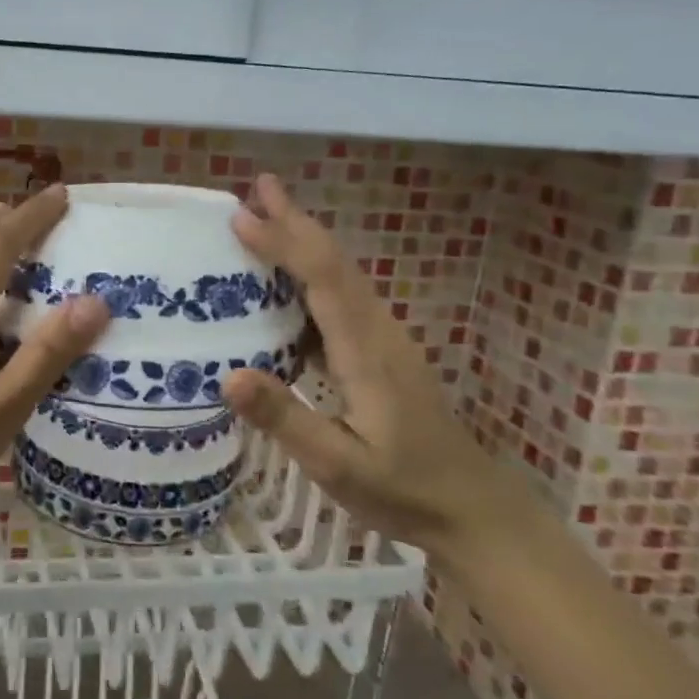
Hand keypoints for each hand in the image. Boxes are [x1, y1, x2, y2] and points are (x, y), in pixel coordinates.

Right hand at [222, 174, 524, 565]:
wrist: (471, 511)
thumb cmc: (403, 490)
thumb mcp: (338, 465)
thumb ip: (285, 419)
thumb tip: (227, 375)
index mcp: (366, 352)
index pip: (323, 279)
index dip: (284, 243)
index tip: (242, 216)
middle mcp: (377, 332)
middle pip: (335, 263)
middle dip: (295, 221)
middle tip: (256, 186)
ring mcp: (382, 340)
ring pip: (339, 275)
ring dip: (303, 241)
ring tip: (264, 216)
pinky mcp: (378, 353)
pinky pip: (339, 298)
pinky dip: (309, 273)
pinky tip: (284, 281)